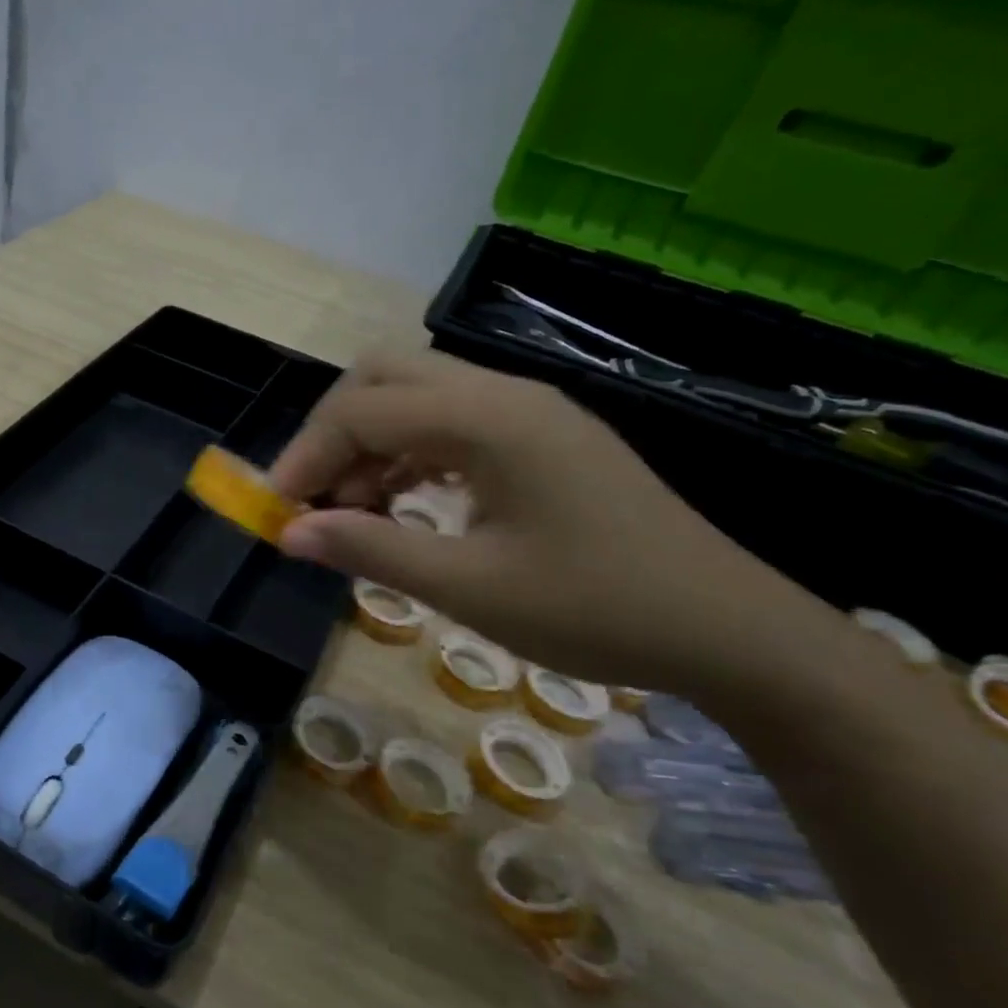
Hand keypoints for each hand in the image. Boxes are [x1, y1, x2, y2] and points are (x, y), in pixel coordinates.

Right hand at [270, 349, 822, 693]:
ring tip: (352, 511)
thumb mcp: (469, 588)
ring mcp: (528, 412)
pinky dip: (408, 455)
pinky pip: (451, 424)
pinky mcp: (541, 439)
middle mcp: (504, 395)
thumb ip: (371, 550)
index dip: (307, 456)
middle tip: (315, 498)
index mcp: (488, 419)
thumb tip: (290, 534)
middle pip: (385, 377)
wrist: (729, 630)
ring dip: (369, 444)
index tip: (278, 511)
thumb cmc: (596, 610)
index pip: (364, 410)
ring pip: (417, 396)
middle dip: (333, 433)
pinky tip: (402, 505)